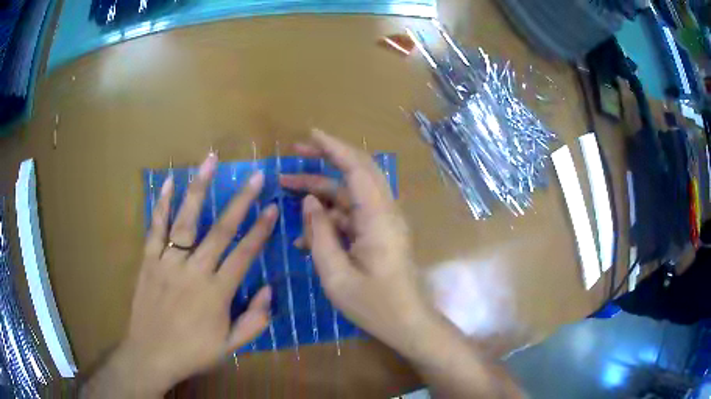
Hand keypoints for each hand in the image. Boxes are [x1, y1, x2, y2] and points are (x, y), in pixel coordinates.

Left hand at [83, 153, 277, 397]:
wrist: (151, 355)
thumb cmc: (192, 352)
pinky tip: (169, 182)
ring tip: (210, 162)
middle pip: (220, 230)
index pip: (244, 254)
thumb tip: (270, 291)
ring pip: (186, 221)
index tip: (272, 207)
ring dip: (199, 190)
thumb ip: (254, 321)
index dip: (261, 230)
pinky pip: (155, 228)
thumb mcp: (230, 347)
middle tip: (255, 176)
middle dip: (241, 201)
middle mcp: (194, 271)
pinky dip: (161, 204)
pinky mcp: (149, 260)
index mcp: (217, 293)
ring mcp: (168, 263)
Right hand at [282, 132, 522, 398]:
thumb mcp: (336, 275)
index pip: (357, 168)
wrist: (407, 323)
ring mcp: (382, 223)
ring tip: (286, 188)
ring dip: (320, 190)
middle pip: (355, 172)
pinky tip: (303, 235)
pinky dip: (327, 219)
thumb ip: (320, 234)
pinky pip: (350, 217)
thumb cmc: (374, 305)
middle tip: (294, 153)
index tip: (310, 135)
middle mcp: (384, 212)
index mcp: (378, 218)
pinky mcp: (379, 234)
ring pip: (349, 195)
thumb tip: (309, 201)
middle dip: (324, 159)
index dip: (333, 147)